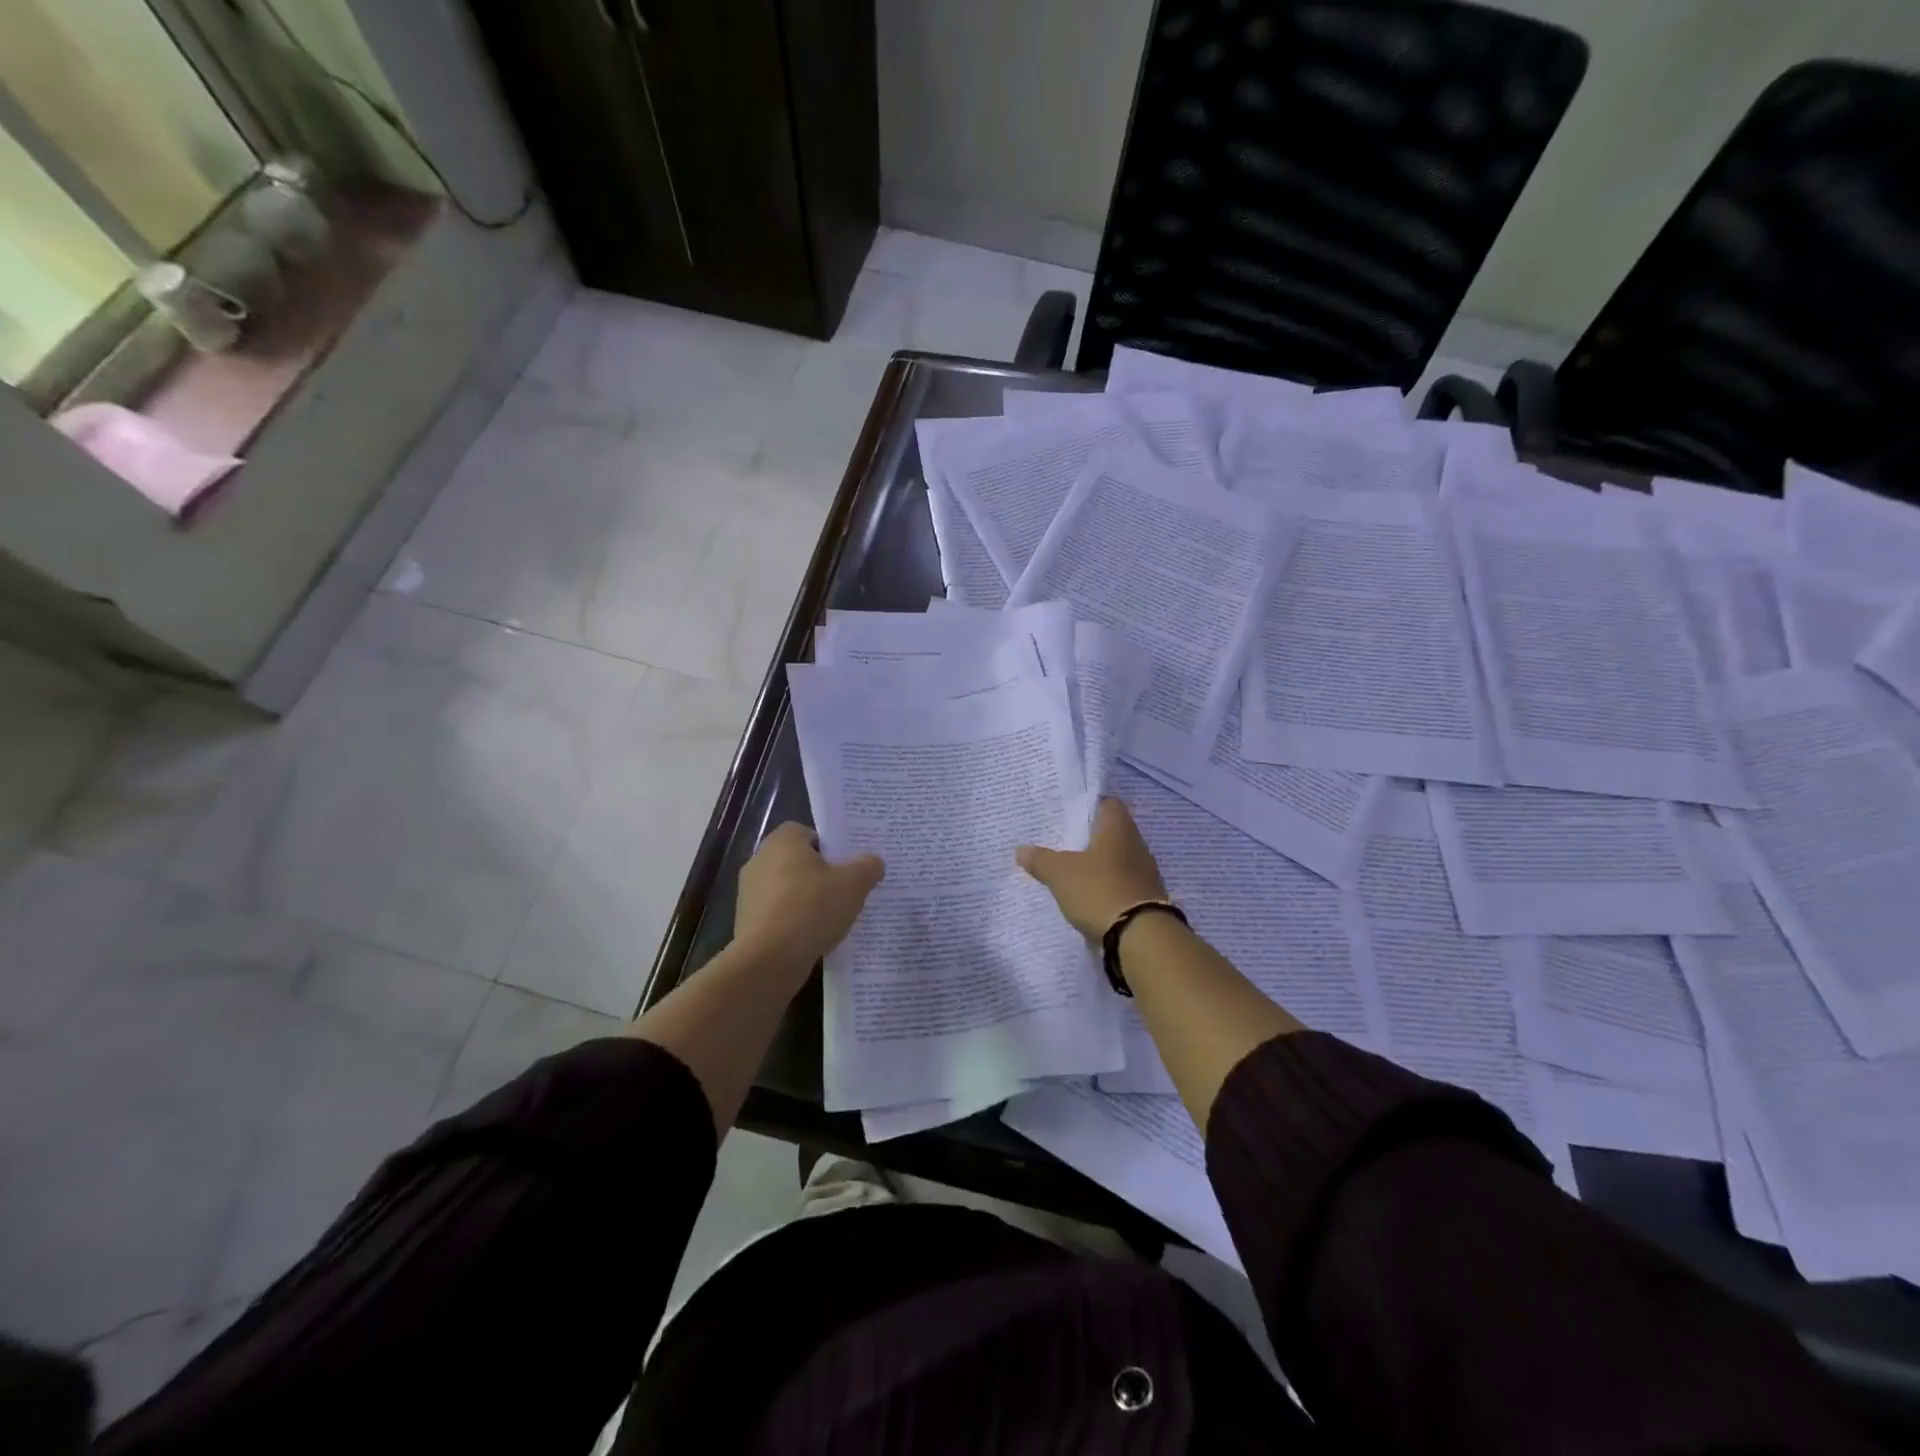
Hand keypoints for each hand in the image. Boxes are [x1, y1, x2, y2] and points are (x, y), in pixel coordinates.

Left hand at [734, 822, 883, 976]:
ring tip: (832, 918)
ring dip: (806, 900)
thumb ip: (867, 867)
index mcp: (783, 841)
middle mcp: (760, 860)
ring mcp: (749, 892)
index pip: (809, 833)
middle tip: (845, 890)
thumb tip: (873, 862)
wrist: (768, 960)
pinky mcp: (745, 921)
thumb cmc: (811, 909)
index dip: (830, 847)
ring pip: (787, 888)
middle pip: (798, 861)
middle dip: (820, 874)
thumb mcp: (854, 884)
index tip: (847, 866)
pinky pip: (777, 913)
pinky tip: (812, 937)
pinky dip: (793, 921)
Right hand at [1016, 797, 1168, 940]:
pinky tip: (1093, 895)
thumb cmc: (1099, 890)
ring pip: (1120, 859)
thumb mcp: (1060, 874)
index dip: (1091, 805)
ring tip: (1077, 871)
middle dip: (1093, 838)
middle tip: (1067, 843)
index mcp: (1118, 829)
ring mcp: (1147, 873)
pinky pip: (1125, 883)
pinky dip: (1110, 886)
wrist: (1141, 936)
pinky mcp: (1149, 898)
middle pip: (1114, 832)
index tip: (1071, 814)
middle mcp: (1137, 845)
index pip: (1109, 803)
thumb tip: (1020, 850)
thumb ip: (1040, 860)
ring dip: (1102, 864)